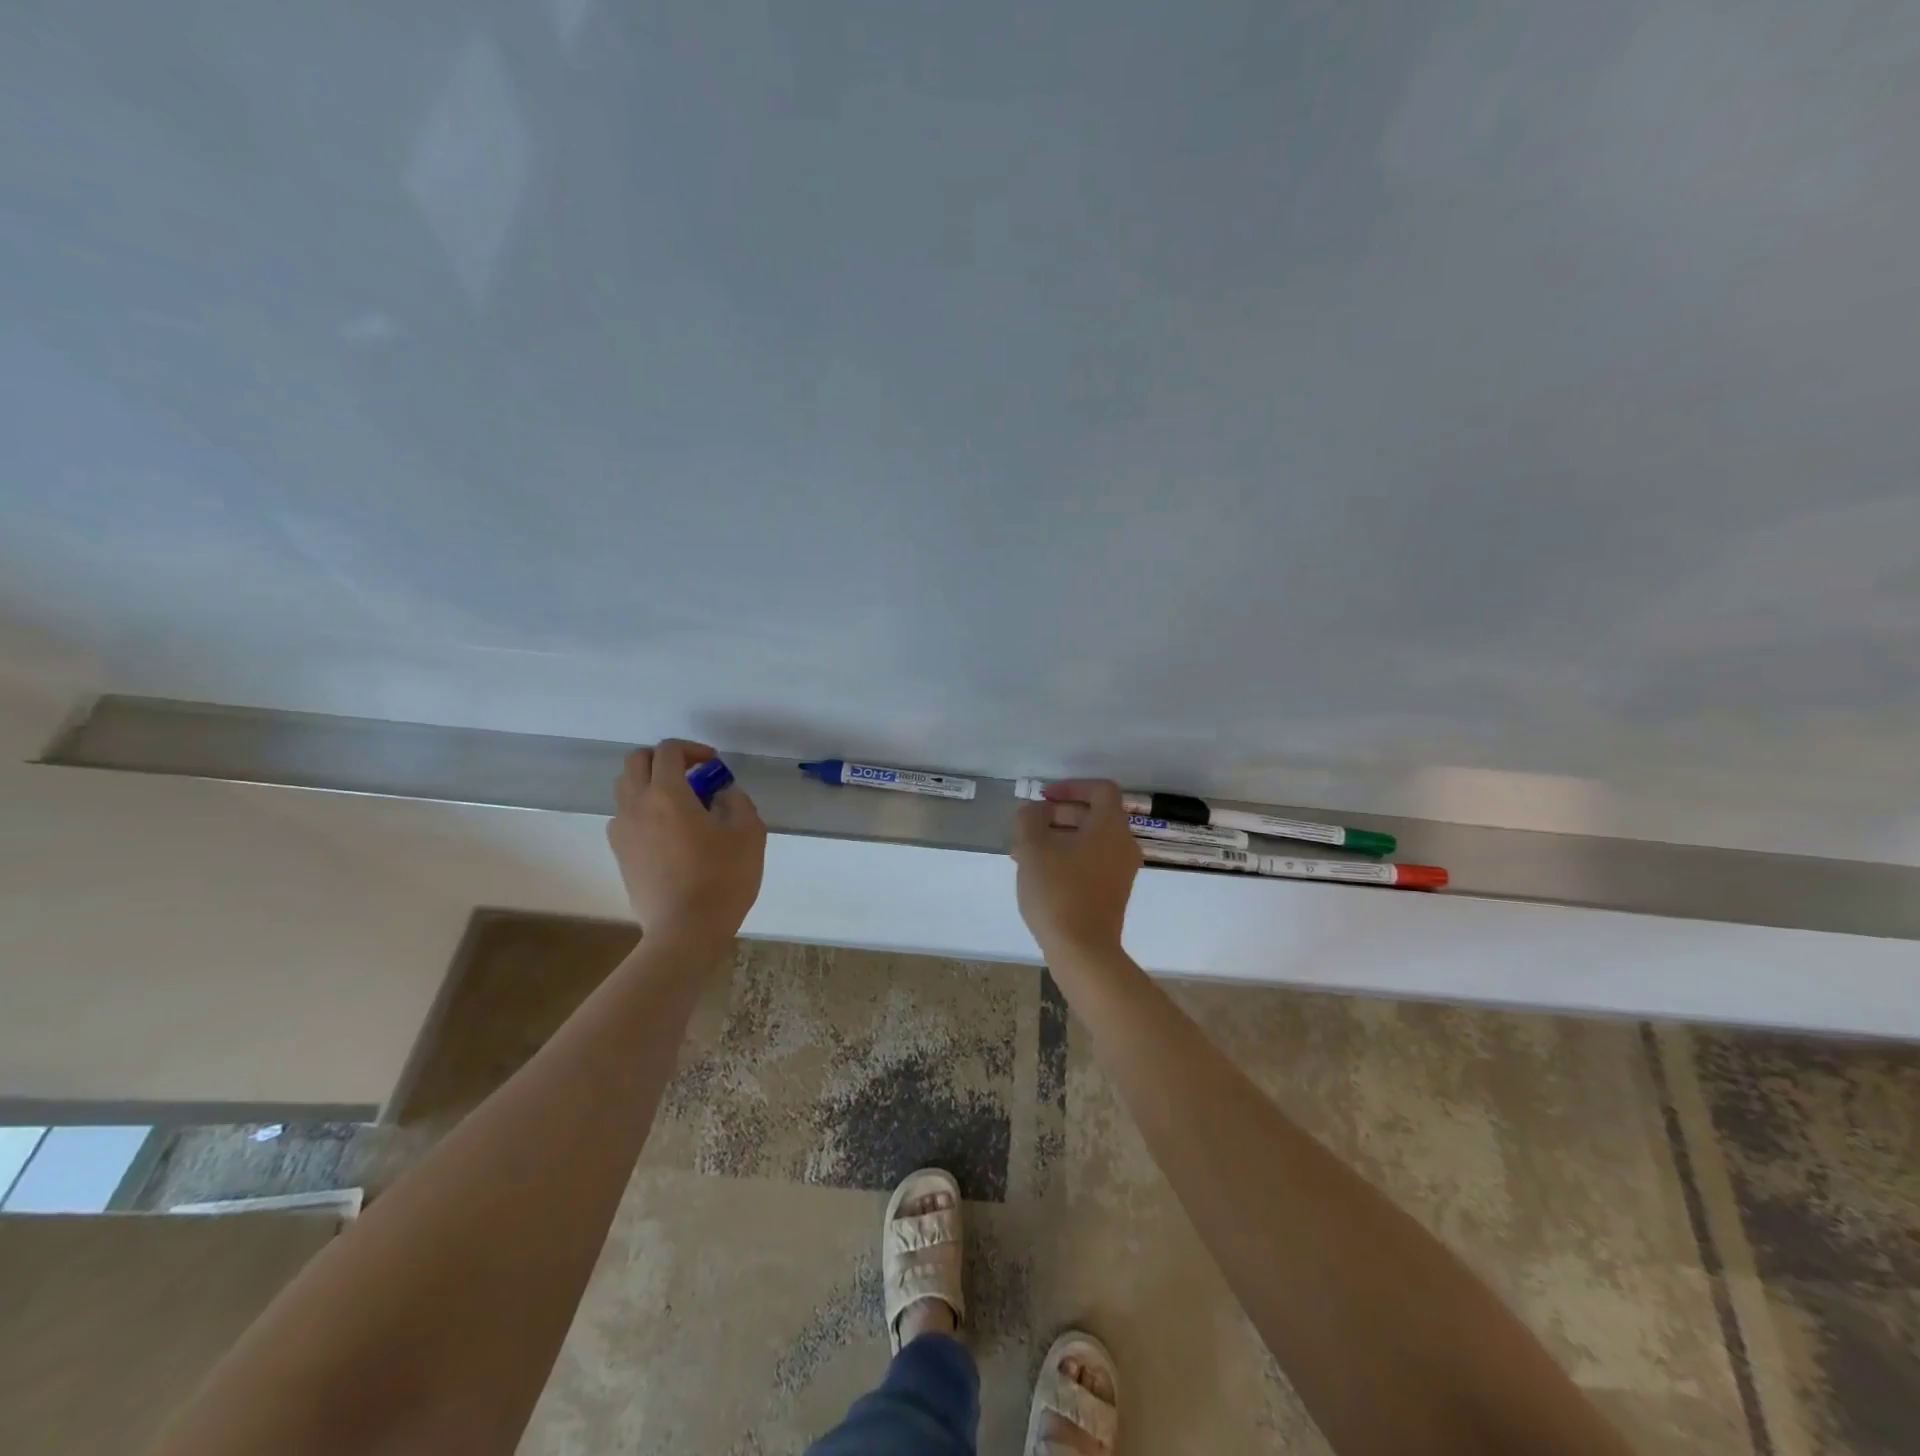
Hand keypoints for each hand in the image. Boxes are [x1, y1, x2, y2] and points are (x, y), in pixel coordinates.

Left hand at [607, 739, 765, 943]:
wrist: (685, 930)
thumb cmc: (722, 879)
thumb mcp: (749, 834)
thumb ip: (737, 802)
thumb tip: (722, 793)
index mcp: (667, 794)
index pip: (668, 751)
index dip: (692, 749)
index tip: (714, 765)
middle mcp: (636, 805)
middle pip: (636, 761)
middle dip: (664, 759)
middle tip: (692, 774)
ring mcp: (622, 831)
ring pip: (626, 788)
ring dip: (650, 783)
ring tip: (680, 803)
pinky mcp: (620, 854)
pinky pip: (624, 816)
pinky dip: (643, 810)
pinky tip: (668, 831)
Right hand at [1010, 780, 1141, 957]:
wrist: (1084, 951)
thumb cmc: (1058, 892)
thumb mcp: (1032, 848)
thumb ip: (1029, 819)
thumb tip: (1034, 811)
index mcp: (1110, 826)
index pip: (1100, 789)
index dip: (1071, 786)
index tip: (1044, 798)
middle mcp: (1123, 844)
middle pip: (1094, 815)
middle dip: (1059, 814)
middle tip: (1029, 825)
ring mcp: (1121, 871)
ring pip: (1090, 841)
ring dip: (1060, 838)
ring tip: (1026, 852)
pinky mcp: (1113, 893)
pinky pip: (1092, 862)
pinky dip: (1068, 858)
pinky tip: (1040, 874)